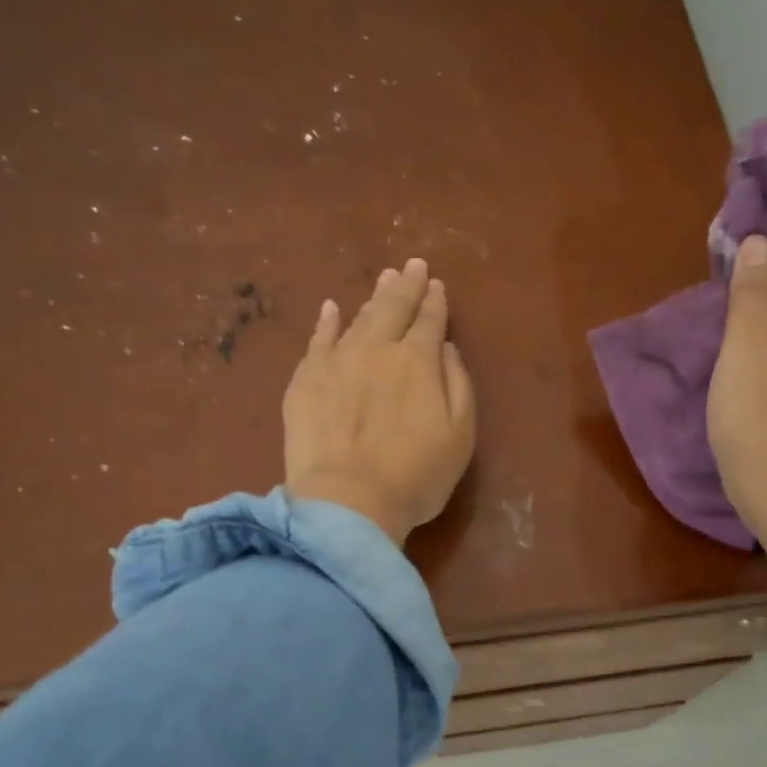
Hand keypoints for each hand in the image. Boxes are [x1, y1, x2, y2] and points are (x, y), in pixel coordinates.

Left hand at [283, 258, 476, 545]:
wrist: (347, 501)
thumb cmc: (416, 475)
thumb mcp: (460, 434)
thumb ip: (457, 384)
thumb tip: (445, 347)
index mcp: (418, 361)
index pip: (429, 320)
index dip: (435, 302)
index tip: (437, 285)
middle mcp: (378, 349)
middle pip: (394, 308)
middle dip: (407, 285)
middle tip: (412, 265)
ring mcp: (337, 361)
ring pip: (359, 318)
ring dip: (374, 297)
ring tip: (384, 279)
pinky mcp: (306, 379)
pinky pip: (318, 339)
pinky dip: (326, 321)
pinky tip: (331, 308)